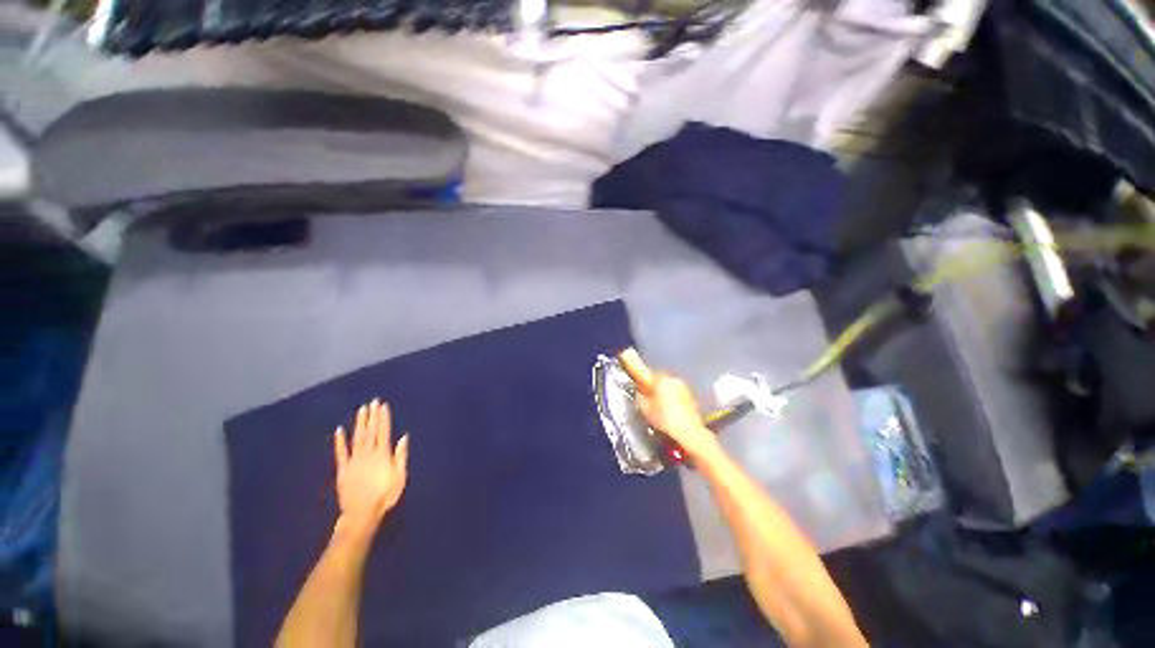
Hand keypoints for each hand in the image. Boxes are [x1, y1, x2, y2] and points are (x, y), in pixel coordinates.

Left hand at [333, 399, 409, 534]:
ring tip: (361, 410)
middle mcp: (368, 453)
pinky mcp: (343, 469)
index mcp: (382, 454)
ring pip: (357, 437)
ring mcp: (354, 460)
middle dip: (372, 415)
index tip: (383, 406)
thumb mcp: (400, 476)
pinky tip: (339, 430)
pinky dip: (340, 441)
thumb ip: (401, 455)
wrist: (362, 513)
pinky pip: (341, 452)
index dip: (383, 417)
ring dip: (359, 423)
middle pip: (370, 431)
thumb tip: (403, 437)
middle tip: (372, 402)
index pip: (383, 431)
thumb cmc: (385, 495)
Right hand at [617, 348, 720, 460]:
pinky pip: (677, 393)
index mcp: (661, 379)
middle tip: (647, 397)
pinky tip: (670, 409)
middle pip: (658, 378)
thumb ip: (640, 397)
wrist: (690, 432)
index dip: (640, 374)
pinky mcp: (690, 396)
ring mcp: (684, 387)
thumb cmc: (665, 419)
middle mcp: (673, 379)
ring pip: (668, 385)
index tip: (635, 374)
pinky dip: (672, 397)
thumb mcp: (645, 409)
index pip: (646, 372)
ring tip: (659, 405)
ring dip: (663, 391)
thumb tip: (639, 392)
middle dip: (653, 385)